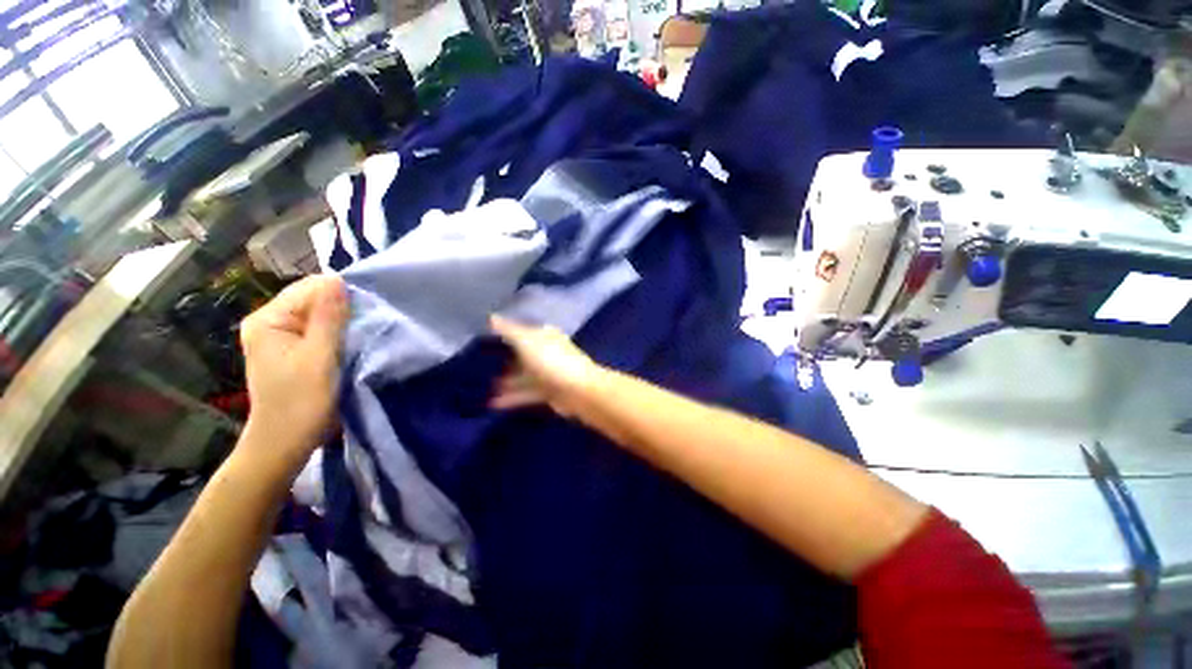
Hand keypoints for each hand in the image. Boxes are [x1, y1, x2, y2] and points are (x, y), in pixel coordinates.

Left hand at [240, 275, 348, 466]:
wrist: (285, 443)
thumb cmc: (302, 402)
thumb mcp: (320, 357)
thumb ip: (329, 318)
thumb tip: (337, 279)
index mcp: (268, 320)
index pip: (308, 289)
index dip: (339, 295)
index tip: (367, 311)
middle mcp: (269, 323)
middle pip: (312, 300)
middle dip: (341, 308)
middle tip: (367, 324)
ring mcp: (279, 337)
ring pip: (317, 315)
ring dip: (342, 322)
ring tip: (363, 332)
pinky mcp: (291, 350)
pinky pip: (317, 330)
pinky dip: (337, 333)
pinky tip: (351, 342)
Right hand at [489, 316, 604, 416]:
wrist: (579, 391)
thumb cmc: (552, 361)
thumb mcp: (526, 342)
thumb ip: (508, 331)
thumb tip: (491, 316)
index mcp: (544, 336)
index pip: (522, 331)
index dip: (505, 333)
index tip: (485, 337)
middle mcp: (547, 352)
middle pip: (523, 354)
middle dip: (505, 359)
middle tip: (481, 364)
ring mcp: (549, 372)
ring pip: (524, 375)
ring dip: (507, 381)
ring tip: (484, 386)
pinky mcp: (549, 392)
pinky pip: (527, 392)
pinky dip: (512, 397)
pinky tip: (493, 403)